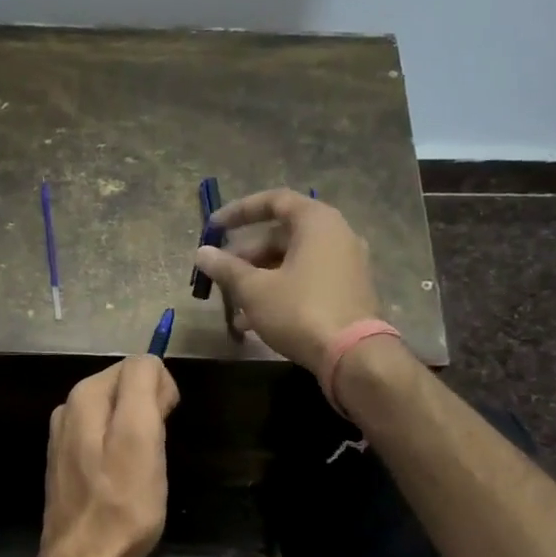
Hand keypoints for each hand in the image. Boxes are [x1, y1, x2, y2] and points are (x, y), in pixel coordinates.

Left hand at [38, 356, 179, 556]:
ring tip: (140, 470)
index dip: (162, 393)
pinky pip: (105, 438)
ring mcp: (64, 436)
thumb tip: (150, 363)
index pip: (138, 366)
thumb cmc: (122, 504)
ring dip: (137, 432)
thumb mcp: (141, 439)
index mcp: (85, 396)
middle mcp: (68, 408)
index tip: (165, 428)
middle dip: (149, 411)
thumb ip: (143, 389)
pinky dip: (121, 450)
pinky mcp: (67, 462)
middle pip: (125, 387)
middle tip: (154, 454)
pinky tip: (123, 479)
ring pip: (118, 413)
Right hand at [192, 188, 380, 377]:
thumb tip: (202, 253)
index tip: (214, 228)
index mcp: (317, 222)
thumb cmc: (300, 311)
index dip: (240, 211)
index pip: (274, 201)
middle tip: (221, 273)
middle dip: (246, 255)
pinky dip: (280, 291)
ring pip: (292, 262)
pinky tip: (254, 321)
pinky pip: (307, 280)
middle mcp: (337, 235)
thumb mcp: (254, 289)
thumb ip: (226, 268)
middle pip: (282, 235)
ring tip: (232, 304)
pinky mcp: (348, 291)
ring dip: (259, 278)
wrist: (353, 355)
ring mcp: (346, 264)